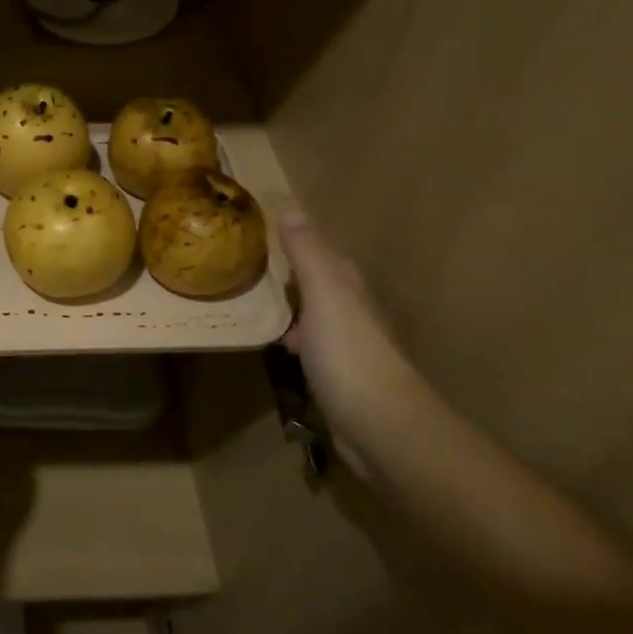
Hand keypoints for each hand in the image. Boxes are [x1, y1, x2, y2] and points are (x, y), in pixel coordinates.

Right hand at [275, 208, 430, 437]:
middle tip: (251, 266)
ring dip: (293, 308)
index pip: (324, 255)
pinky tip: (278, 347)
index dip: (299, 242)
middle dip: (293, 275)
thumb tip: (290, 206)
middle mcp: (352, 314)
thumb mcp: (324, 294)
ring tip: (255, 302)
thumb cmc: (349, 354)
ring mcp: (347, 349)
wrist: (381, 426)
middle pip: (321, 285)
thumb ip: (307, 253)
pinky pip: (312, 348)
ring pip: (316, 317)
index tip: (265, 231)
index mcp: (349, 289)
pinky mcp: (338, 380)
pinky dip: (295, 340)